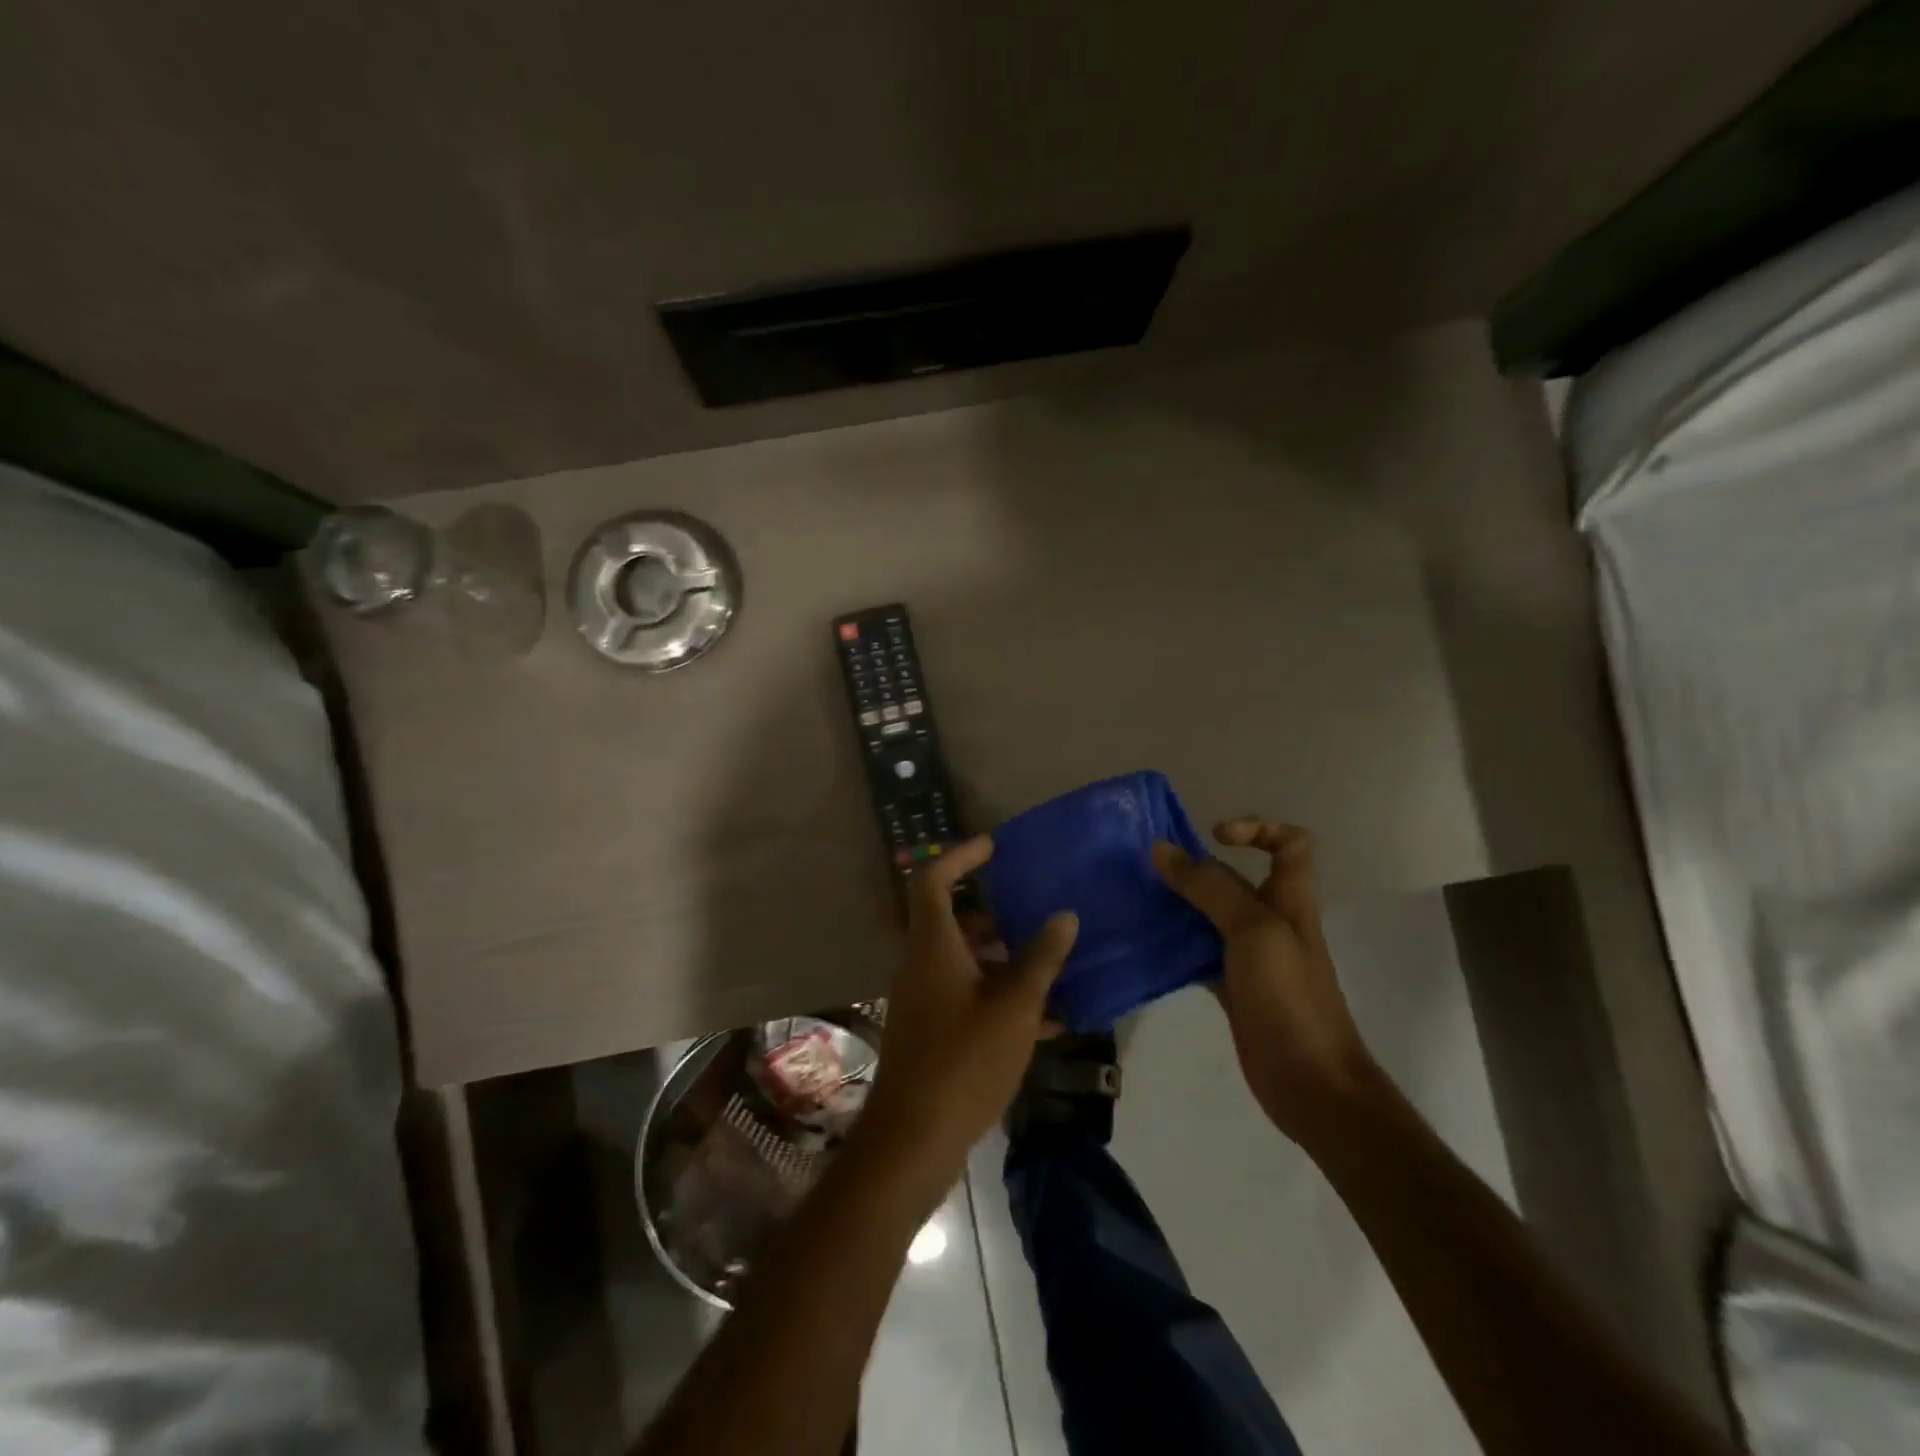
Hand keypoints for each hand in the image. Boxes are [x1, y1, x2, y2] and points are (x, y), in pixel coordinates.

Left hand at [859, 835, 1078, 1179]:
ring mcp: (924, 1000)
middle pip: (953, 920)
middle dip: (996, 913)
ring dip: (1005, 959)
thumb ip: (1041, 959)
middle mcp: (922, 964)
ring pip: (965, 961)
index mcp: (933, 946)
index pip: (933, 880)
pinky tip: (1048, 1020)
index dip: (960, 856)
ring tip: (1053, 964)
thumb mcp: (1015, 1007)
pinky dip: (1001, 997)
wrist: (914, 1140)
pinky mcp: (932, 1031)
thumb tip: (1065, 915)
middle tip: (1035, 908)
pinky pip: (968, 997)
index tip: (994, 847)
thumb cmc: (964, 1061)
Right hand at [1152, 820, 1378, 1143]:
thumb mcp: (1252, 930)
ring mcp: (1252, 956)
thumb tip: (1161, 849)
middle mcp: (1272, 921)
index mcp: (1290, 899)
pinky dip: (1175, 944)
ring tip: (1138, 899)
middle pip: (1237, 878)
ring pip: (1212, 915)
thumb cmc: (1289, 998)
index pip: (1290, 844)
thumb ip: (1209, 887)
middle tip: (1151, 868)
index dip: (1258, 828)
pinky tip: (1146, 943)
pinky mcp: (1232, 987)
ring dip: (1179, 904)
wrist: (1310, 1084)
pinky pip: (1199, 952)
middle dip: (1197, 867)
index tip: (1213, 836)